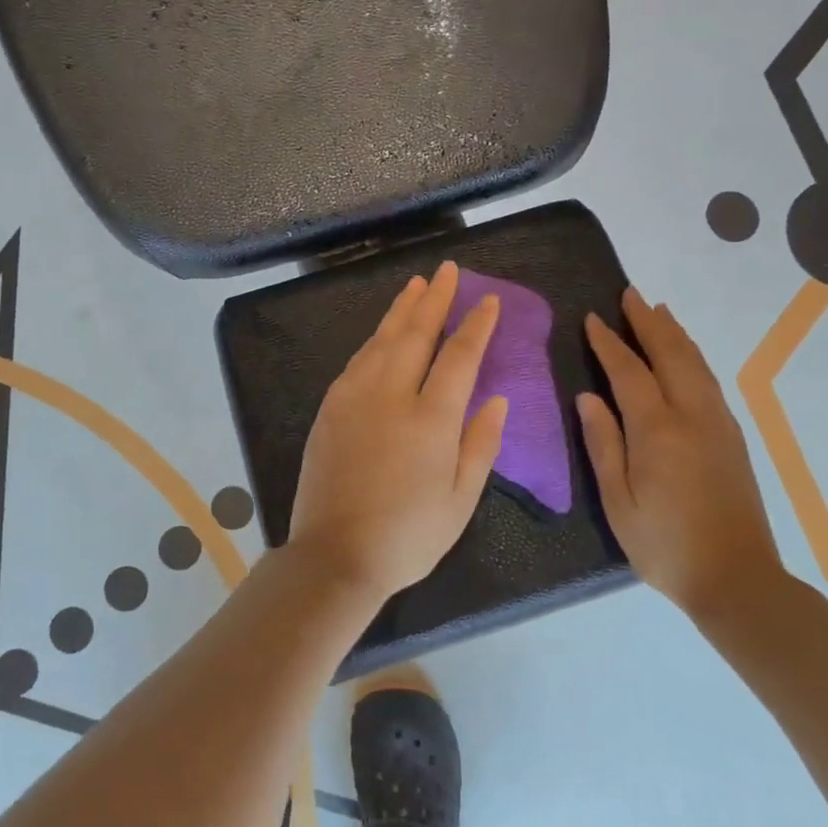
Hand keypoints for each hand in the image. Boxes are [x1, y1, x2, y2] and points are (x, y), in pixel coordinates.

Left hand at [290, 262, 509, 603]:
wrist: (335, 555)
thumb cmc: (409, 535)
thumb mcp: (461, 500)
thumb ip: (481, 443)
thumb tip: (498, 398)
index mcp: (431, 418)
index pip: (460, 356)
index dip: (477, 325)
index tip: (488, 301)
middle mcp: (391, 395)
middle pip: (416, 334)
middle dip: (435, 299)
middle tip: (447, 271)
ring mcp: (355, 398)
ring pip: (382, 340)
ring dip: (401, 310)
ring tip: (416, 285)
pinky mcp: (330, 408)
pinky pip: (357, 361)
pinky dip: (374, 339)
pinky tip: (382, 333)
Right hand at [576, 288, 784, 623]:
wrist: (737, 579)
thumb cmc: (664, 545)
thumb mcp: (618, 501)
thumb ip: (603, 443)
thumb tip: (588, 397)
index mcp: (657, 430)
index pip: (628, 371)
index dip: (608, 343)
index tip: (592, 318)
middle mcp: (692, 416)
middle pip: (670, 354)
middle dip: (648, 322)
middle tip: (630, 295)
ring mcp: (718, 425)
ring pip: (696, 364)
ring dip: (675, 334)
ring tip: (659, 311)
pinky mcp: (733, 438)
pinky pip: (709, 381)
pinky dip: (692, 357)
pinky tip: (685, 357)